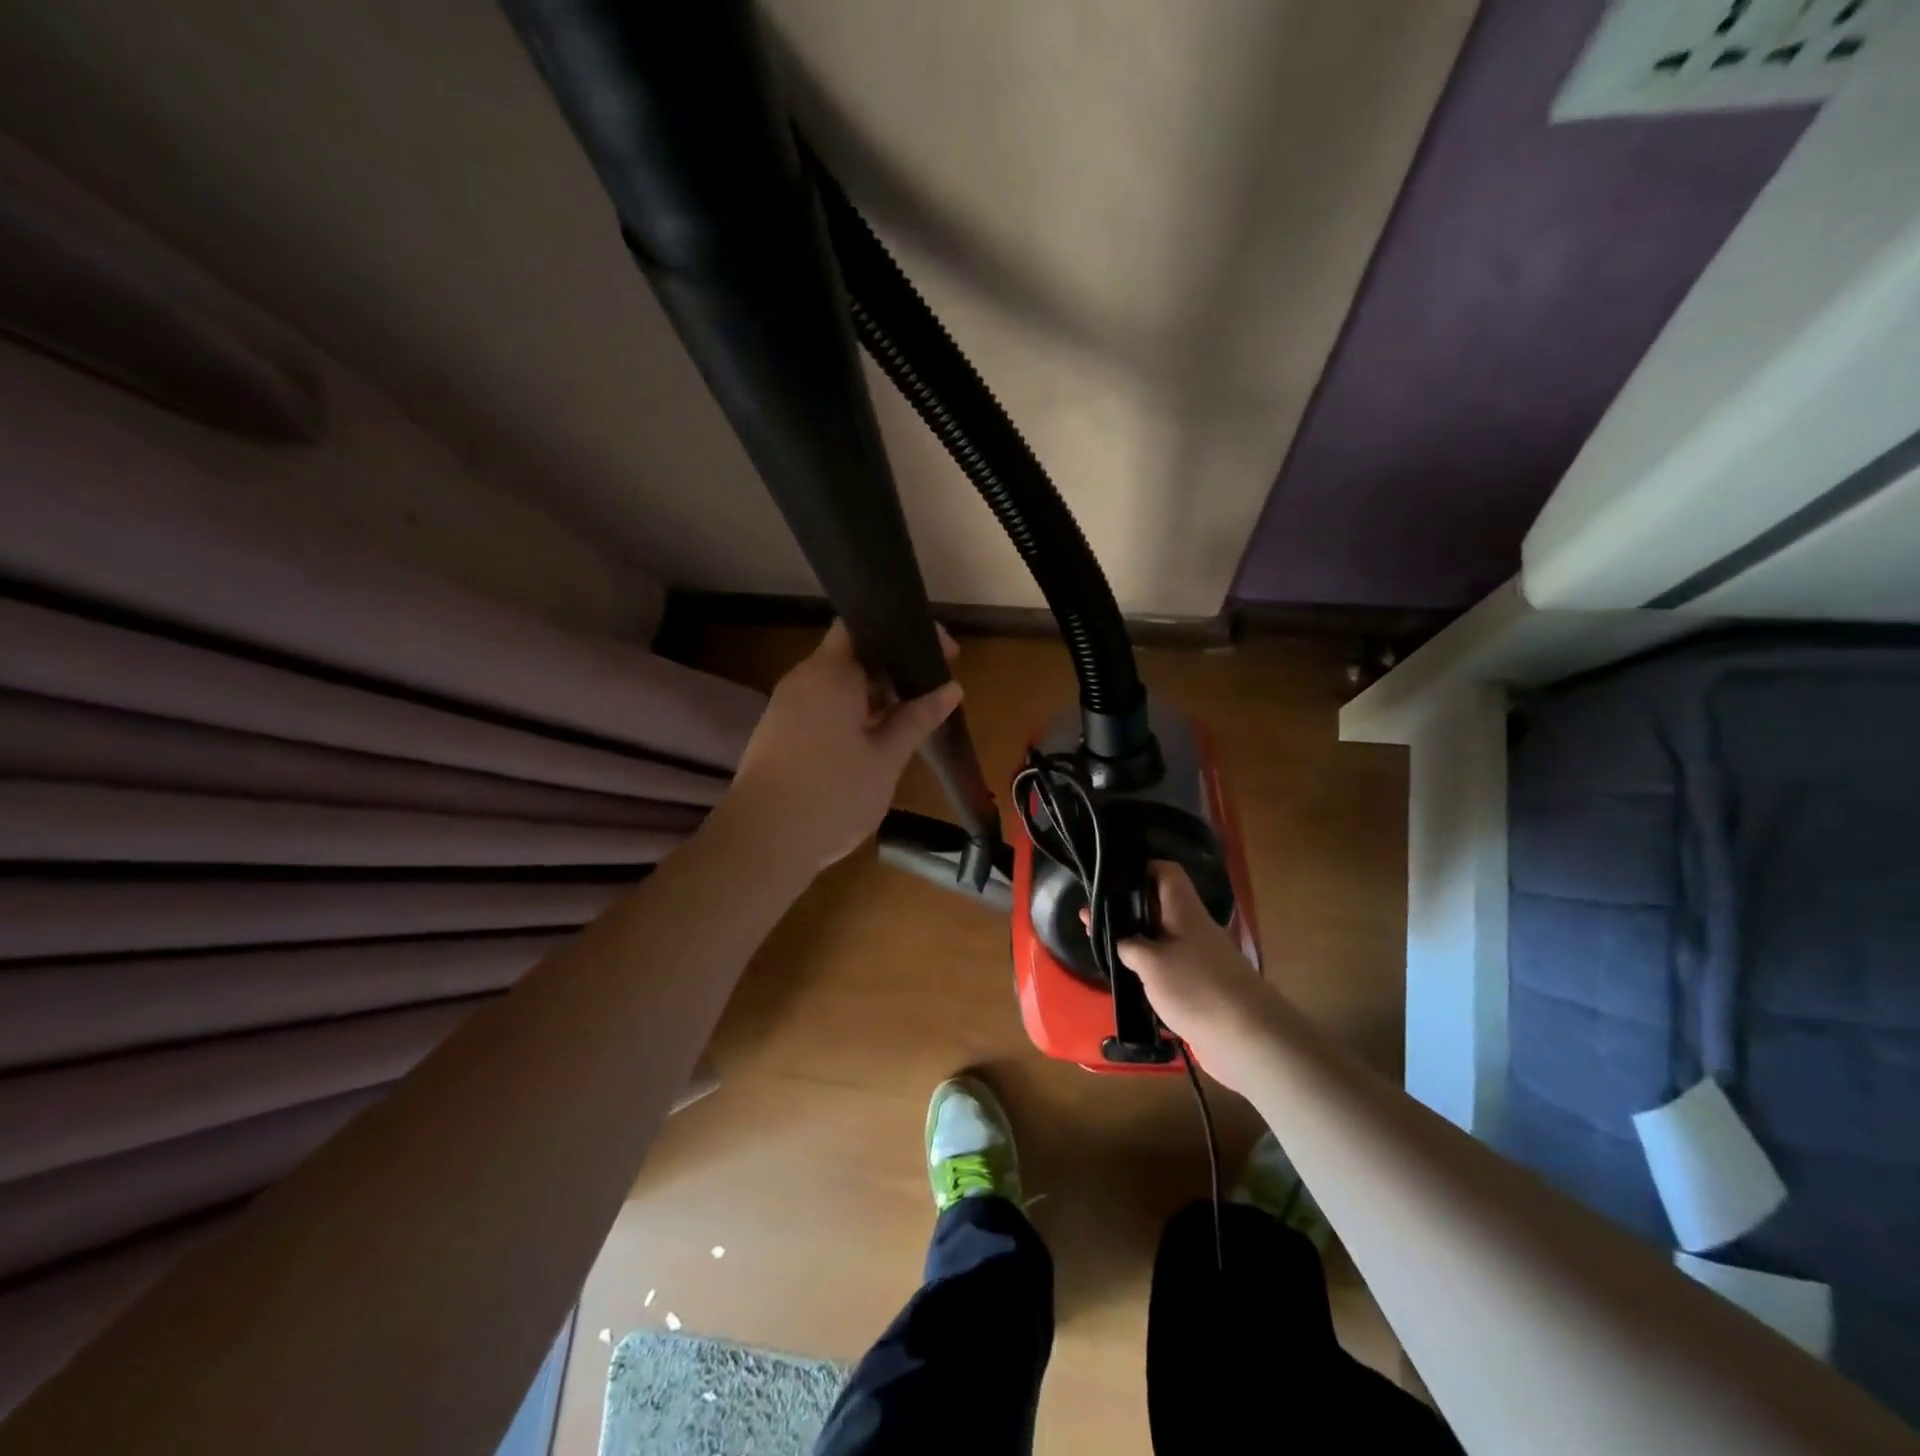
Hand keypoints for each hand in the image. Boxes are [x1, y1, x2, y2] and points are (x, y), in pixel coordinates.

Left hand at [724, 621, 963, 869]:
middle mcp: (803, 679)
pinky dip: (853, 712)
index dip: (904, 632)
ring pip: (838, 684)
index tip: (942, 652)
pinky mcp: (780, 733)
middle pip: (852, 654)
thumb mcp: (886, 758)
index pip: (864, 626)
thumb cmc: (832, 794)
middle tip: (933, 687)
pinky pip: (823, 707)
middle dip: (894, 667)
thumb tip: (950, 688)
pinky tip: (878, 738)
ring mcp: (787, 706)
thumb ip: (917, 719)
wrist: (763, 842)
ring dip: (874, 693)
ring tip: (912, 714)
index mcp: (830, 673)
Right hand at [1113, 862, 1287, 1093]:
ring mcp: (1198, 958)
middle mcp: (1193, 928)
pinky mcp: (1199, 986)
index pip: (1166, 872)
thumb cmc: (1196, 988)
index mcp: (1185, 910)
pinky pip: (1168, 965)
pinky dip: (1147, 965)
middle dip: (1127, 908)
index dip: (1140, 868)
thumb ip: (1129, 945)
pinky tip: (1126, 974)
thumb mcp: (1150, 962)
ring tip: (1100, 944)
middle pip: (1159, 906)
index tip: (1110, 877)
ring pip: (1161, 937)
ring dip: (1134, 939)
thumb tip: (1121, 940)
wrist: (1247, 1038)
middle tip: (1091, 915)